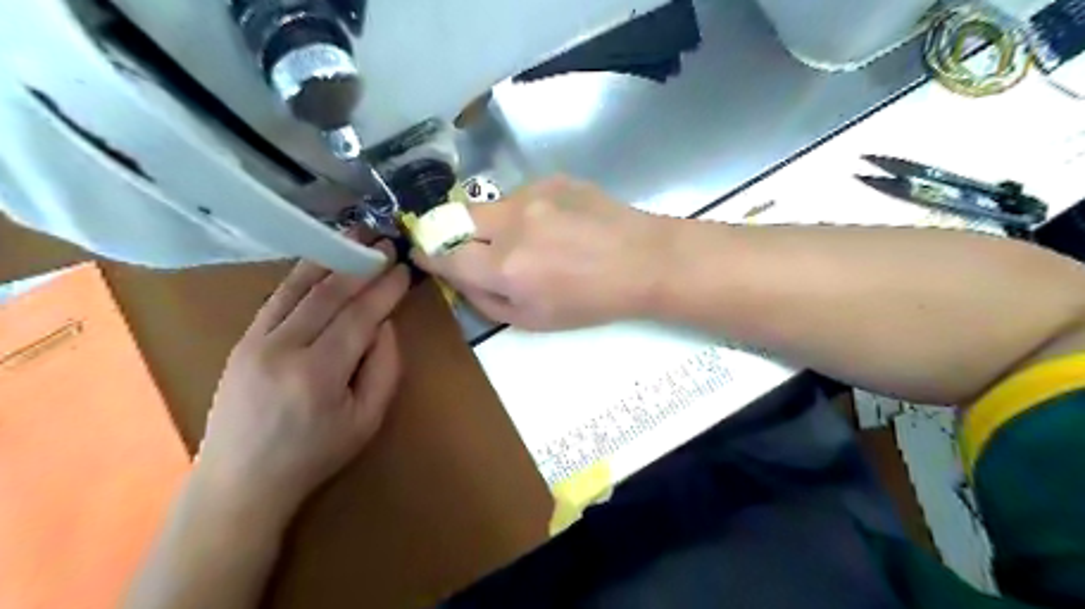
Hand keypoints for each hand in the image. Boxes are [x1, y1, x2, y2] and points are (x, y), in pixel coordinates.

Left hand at [192, 245, 408, 520]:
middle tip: (385, 242)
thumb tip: (385, 324)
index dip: (385, 289)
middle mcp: (284, 348)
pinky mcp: (242, 340)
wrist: (242, 481)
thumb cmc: (315, 454)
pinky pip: (277, 298)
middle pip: (330, 294)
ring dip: (330, 257)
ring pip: (299, 288)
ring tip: (354, 234)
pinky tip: (320, 260)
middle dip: (362, 264)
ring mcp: (256, 341)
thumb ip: (385, 368)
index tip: (404, 268)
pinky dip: (302, 275)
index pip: (360, 315)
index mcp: (319, 373)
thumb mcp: (368, 420)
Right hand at [414, 177, 661, 330]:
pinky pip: (521, 196)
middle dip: (453, 233)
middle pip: (457, 217)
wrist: (644, 260)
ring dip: (495, 224)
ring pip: (490, 206)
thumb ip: (486, 300)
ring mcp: (534, 195)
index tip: (424, 253)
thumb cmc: (591, 301)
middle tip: (471, 246)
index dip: (429, 254)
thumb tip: (457, 278)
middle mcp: (512, 224)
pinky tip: (555, 225)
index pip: (446, 255)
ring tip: (529, 240)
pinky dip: (525, 212)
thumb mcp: (534, 320)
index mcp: (506, 267)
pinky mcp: (553, 179)